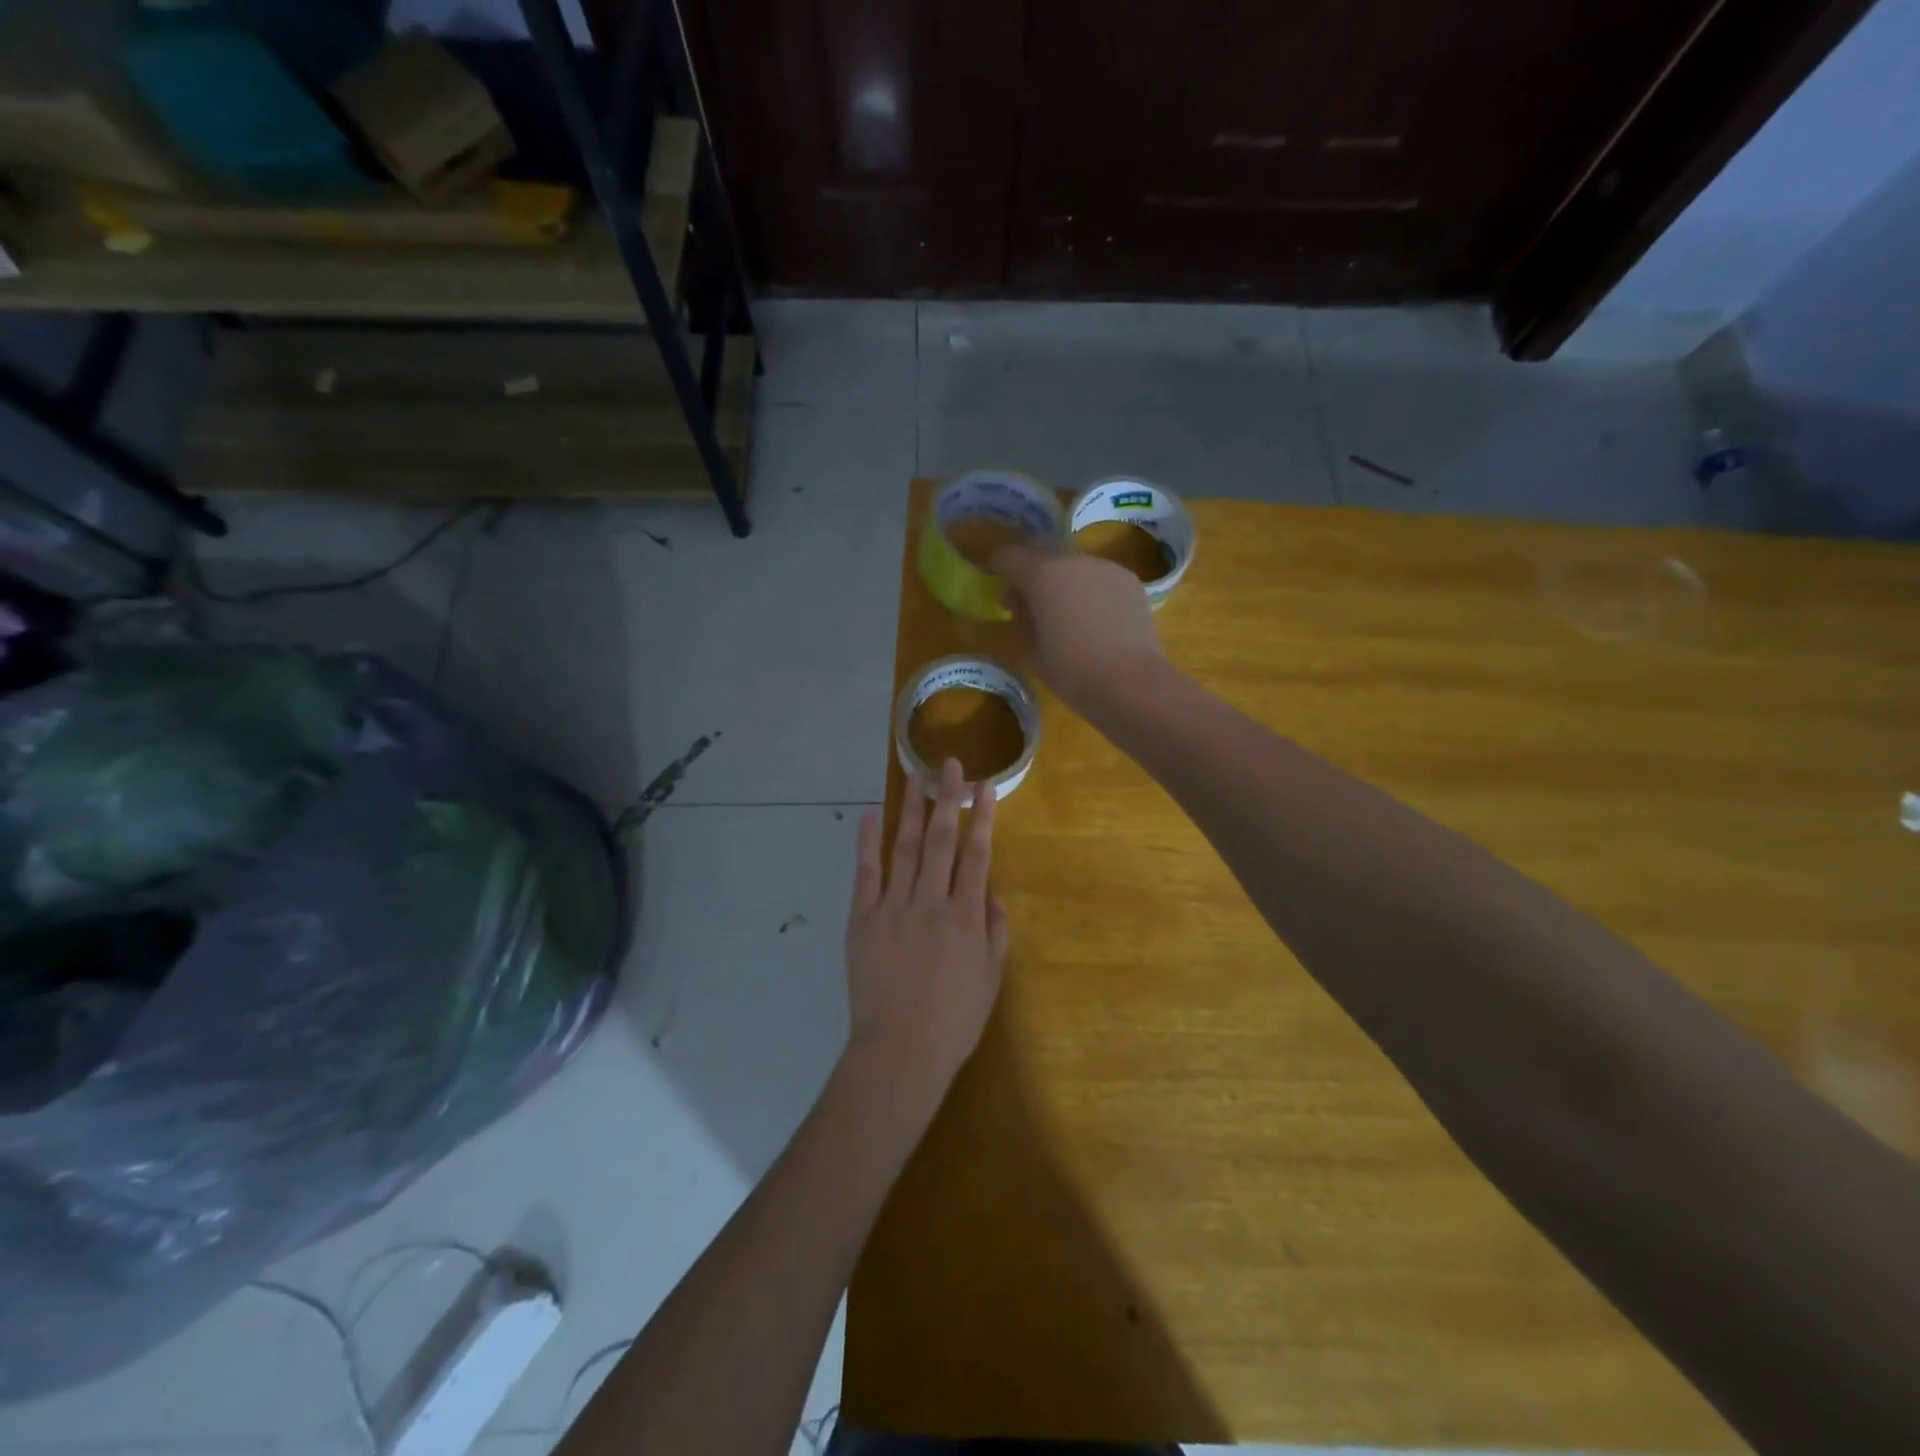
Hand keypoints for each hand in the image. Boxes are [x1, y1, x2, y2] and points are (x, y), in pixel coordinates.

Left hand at [844, 758, 1009, 1102]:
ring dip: (912, 810)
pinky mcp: (863, 919)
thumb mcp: (991, 978)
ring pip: (906, 847)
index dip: (983, 817)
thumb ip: (995, 931)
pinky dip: (868, 843)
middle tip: (949, 765)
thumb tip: (990, 892)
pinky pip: (866, 874)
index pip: (977, 854)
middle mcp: (930, 902)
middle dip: (947, 799)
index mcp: (966, 916)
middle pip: (941, 840)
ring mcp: (893, 907)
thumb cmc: (954, 1021)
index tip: (986, 786)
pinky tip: (870, 816)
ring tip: (916, 777)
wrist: (900, 1052)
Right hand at [990, 541, 1165, 712]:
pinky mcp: (1130, 581)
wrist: (1129, 682)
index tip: (994, 576)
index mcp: (1042, 574)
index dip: (998, 564)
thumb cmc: (1070, 670)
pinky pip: (1101, 578)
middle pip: (1045, 554)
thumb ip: (1020, 616)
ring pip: (1075, 566)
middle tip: (1030, 598)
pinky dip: (1091, 590)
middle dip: (1033, 571)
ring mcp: (1106, 567)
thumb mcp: (1031, 648)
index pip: (1010, 555)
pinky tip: (1096, 618)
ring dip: (1065, 580)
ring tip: (1067, 611)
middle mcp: (1074, 560)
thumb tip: (1017, 598)